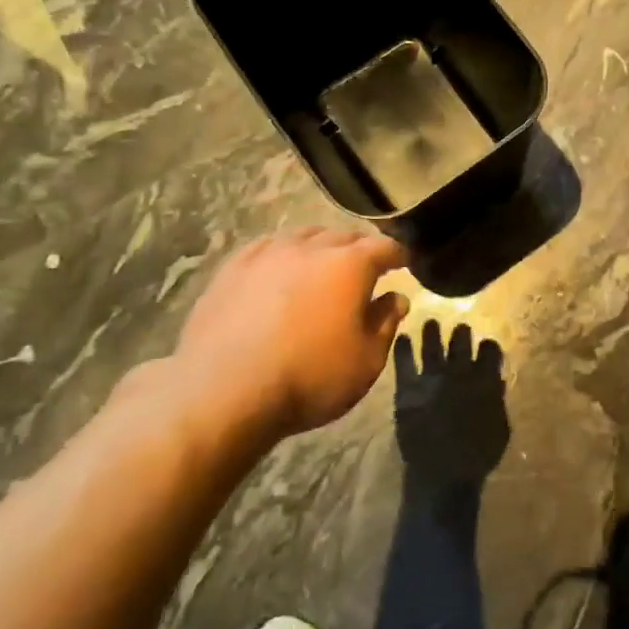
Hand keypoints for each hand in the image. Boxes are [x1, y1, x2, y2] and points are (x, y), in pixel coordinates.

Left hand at [165, 228, 409, 446]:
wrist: (223, 392)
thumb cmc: (309, 378)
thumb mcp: (366, 361)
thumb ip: (385, 323)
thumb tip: (397, 298)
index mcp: (350, 265)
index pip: (384, 247)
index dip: (399, 254)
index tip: (405, 264)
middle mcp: (312, 248)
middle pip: (345, 236)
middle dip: (360, 248)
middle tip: (366, 268)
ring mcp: (268, 253)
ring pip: (304, 236)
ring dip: (321, 247)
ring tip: (322, 265)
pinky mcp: (233, 268)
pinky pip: (267, 247)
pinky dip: (283, 254)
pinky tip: (279, 269)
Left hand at [393, 322, 509, 487]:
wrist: (442, 473)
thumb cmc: (477, 455)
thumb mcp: (500, 428)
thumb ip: (497, 400)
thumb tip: (494, 380)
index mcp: (484, 379)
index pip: (490, 350)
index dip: (488, 346)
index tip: (485, 345)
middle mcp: (459, 372)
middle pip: (461, 341)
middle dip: (461, 332)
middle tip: (459, 327)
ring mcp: (431, 378)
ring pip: (432, 344)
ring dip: (432, 331)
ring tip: (430, 323)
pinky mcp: (408, 389)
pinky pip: (404, 362)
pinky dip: (403, 348)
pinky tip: (401, 338)